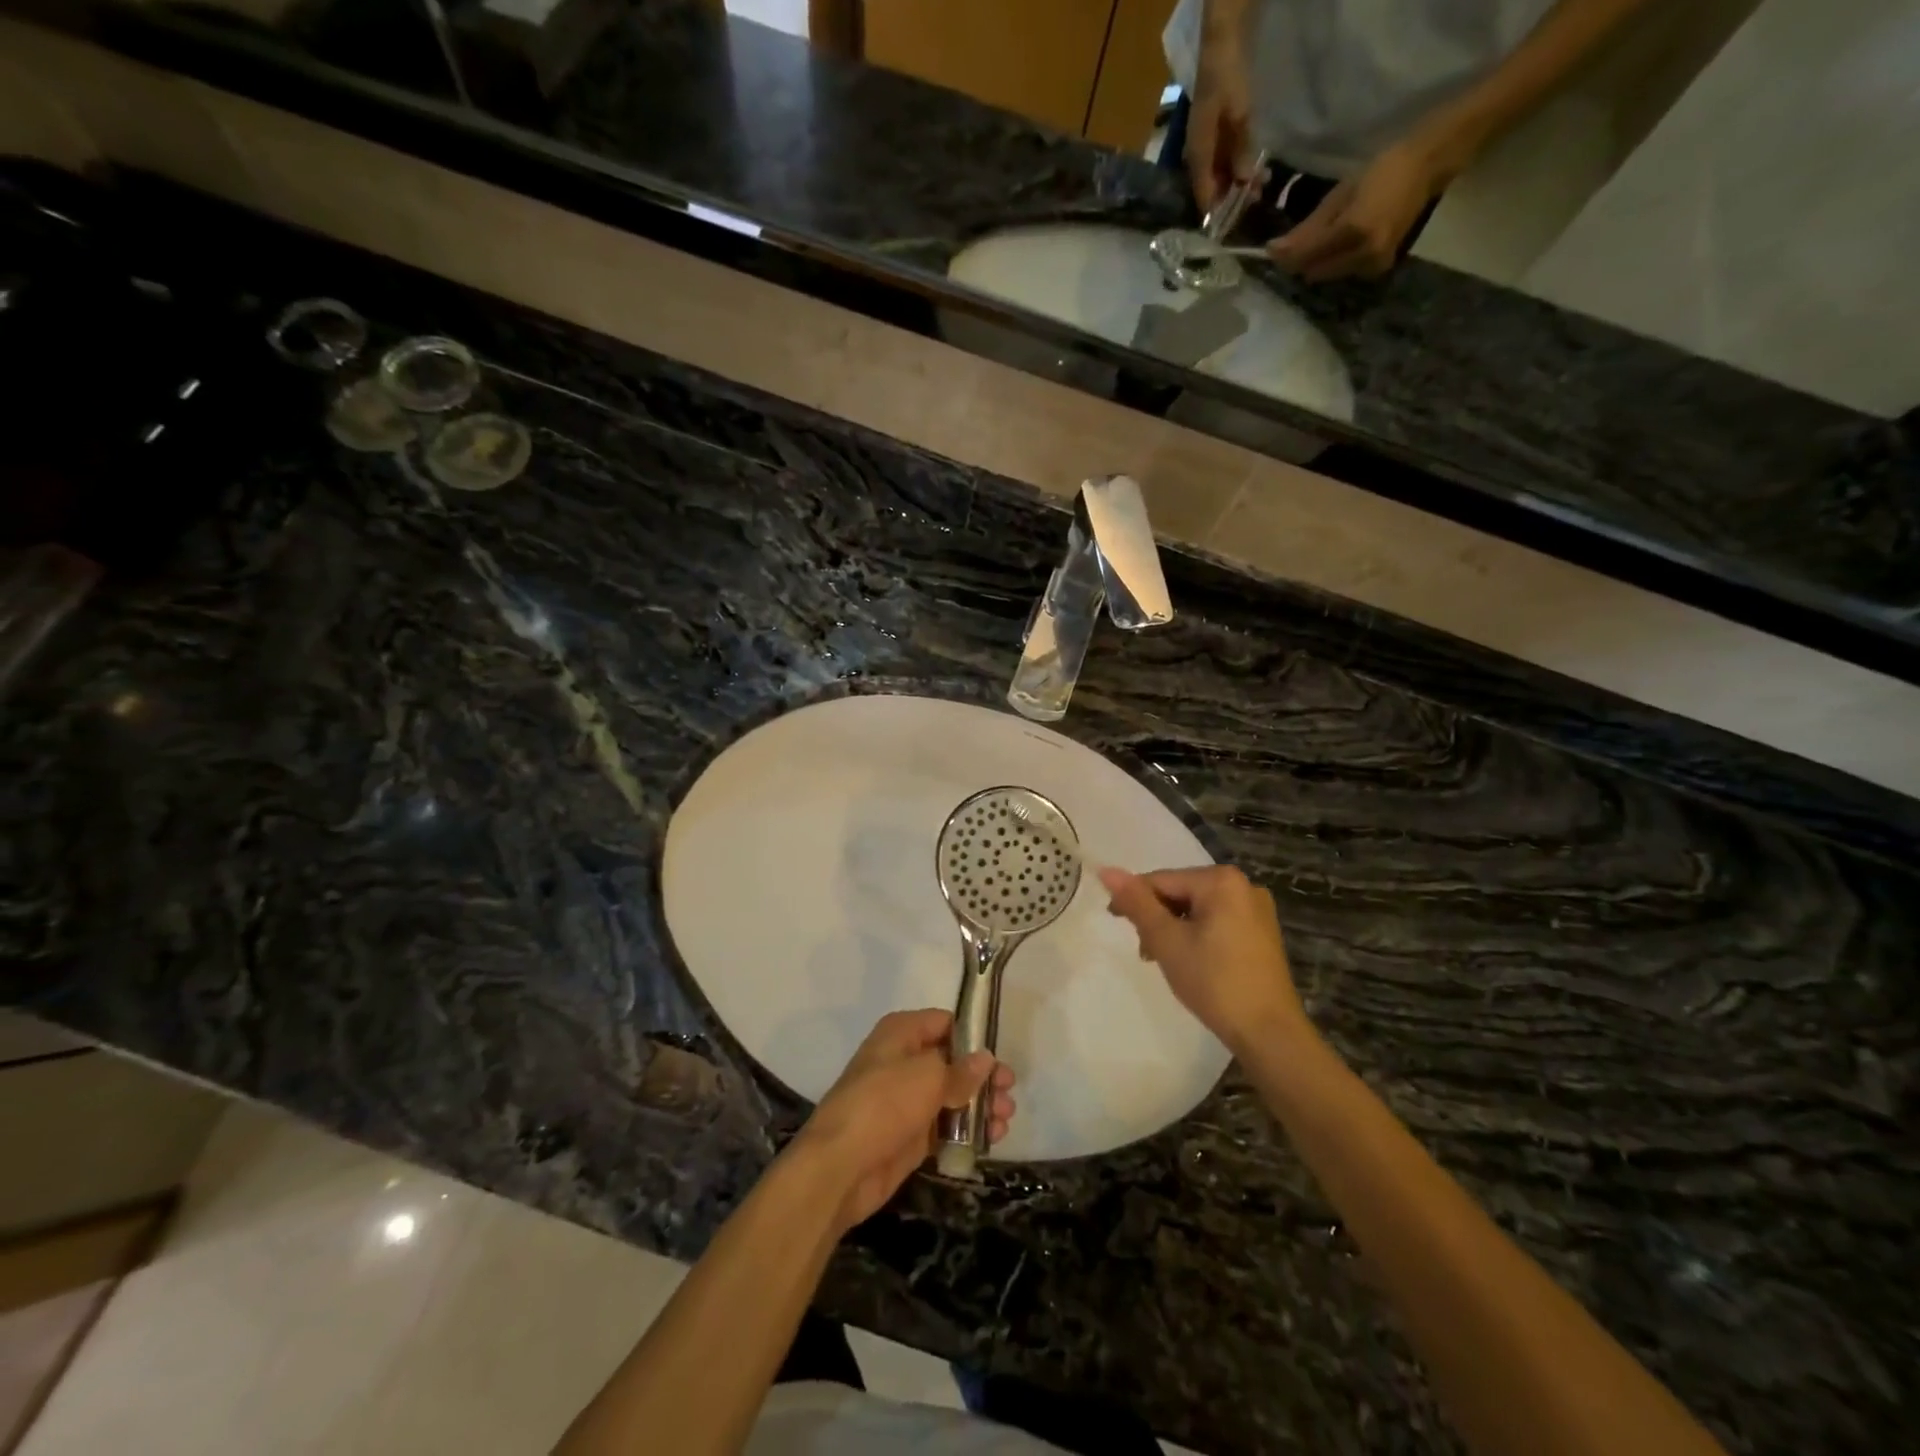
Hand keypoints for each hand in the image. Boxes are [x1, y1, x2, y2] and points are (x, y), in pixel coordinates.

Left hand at [795, 1010, 1015, 1230]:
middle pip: (952, 1061)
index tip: (998, 1055)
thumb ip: (961, 1070)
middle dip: (982, 1076)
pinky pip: (945, 1126)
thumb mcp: (927, 1077)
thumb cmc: (883, 1104)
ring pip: (952, 1096)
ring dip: (980, 1105)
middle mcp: (904, 1061)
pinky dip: (968, 1130)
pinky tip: (992, 1138)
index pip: (944, 1023)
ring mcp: (906, 1100)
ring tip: (1005, 1120)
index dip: (972, 1037)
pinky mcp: (910, 1135)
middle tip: (1009, 1091)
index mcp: (901, 1033)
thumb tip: (985, 1059)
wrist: (840, 1166)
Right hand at [1098, 865, 1306, 1054]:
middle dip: (1157, 918)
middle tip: (1146, 952)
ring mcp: (1256, 910)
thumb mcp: (1167, 940)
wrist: (1269, 1033)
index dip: (1133, 900)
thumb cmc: (1214, 981)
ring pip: (1197, 909)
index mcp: (1221, 880)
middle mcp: (1243, 885)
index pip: (1161, 880)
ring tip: (1164, 960)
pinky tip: (1191, 963)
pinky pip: (1217, 922)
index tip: (1115, 923)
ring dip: (1174, 930)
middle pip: (1180, 892)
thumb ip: (1136, 903)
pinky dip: (1197, 936)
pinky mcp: (1262, 933)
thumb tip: (1107, 870)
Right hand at [1186, 30, 1256, 212]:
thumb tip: (1245, 182)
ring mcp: (1205, 146)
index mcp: (1197, 155)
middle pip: (1212, 189)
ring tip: (1261, 184)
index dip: (1217, 214)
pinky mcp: (1214, 136)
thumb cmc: (1227, 77)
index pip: (1204, 197)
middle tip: (1255, 202)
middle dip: (1231, 199)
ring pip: (1219, 176)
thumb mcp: (1239, 113)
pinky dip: (1238, 168)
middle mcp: (1197, 156)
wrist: (1221, 42)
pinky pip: (1224, 161)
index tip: (1233, 228)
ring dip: (1237, 183)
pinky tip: (1254, 168)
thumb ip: (1242, 149)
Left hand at [1266, 140, 1446, 281]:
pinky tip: (1340, 244)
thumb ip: (1308, 228)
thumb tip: (1275, 250)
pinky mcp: (1379, 269)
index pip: (1306, 256)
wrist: (1427, 167)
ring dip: (1316, 263)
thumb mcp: (1340, 194)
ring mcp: (1373, 265)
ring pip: (1326, 275)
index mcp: (1353, 230)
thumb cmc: (1382, 171)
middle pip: (1313, 271)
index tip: (1268, 249)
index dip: (1284, 255)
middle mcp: (1363, 254)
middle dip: (1299, 261)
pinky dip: (1334, 263)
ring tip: (1319, 240)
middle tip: (1292, 243)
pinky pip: (1343, 273)